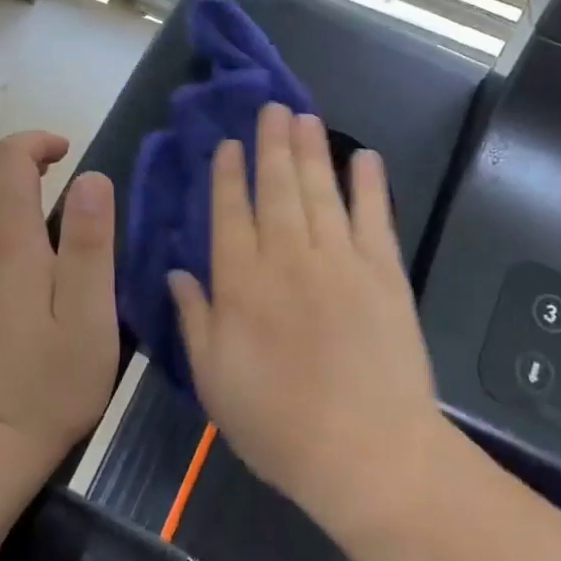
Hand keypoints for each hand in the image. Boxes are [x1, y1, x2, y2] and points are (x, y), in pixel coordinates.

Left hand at [0, 132, 118, 465]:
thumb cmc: (50, 381)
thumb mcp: (91, 316)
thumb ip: (92, 242)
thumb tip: (92, 178)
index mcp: (6, 242)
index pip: (6, 159)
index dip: (35, 142)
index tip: (68, 152)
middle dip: (12, 153)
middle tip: (52, 171)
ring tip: (22, 193)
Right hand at [169, 104, 443, 533]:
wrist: (367, 453)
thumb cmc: (279, 425)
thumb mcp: (215, 381)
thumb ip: (194, 321)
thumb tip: (176, 273)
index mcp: (241, 284)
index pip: (230, 214)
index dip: (229, 175)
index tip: (229, 144)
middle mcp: (287, 258)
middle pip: (277, 188)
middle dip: (272, 145)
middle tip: (272, 107)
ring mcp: (340, 261)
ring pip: (320, 191)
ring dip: (312, 151)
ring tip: (305, 116)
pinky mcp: (384, 273)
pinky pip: (374, 217)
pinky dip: (370, 185)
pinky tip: (365, 158)